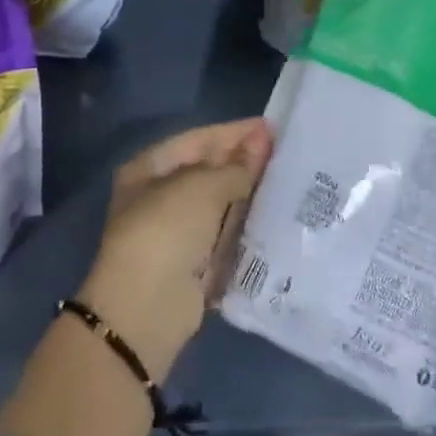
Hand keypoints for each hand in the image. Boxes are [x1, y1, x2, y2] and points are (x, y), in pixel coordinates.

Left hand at [78, 117, 273, 377]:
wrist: (147, 307)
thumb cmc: (167, 229)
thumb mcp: (203, 186)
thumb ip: (236, 167)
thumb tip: (260, 148)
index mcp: (150, 168)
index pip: (199, 139)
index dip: (235, 133)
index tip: (272, 127)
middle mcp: (160, 196)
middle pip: (210, 171)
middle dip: (245, 161)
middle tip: (286, 151)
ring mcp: (177, 231)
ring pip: (221, 203)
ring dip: (249, 192)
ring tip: (289, 178)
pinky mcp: (195, 262)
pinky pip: (226, 233)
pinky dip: (246, 224)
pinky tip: (276, 212)